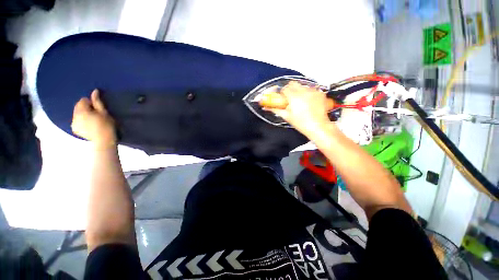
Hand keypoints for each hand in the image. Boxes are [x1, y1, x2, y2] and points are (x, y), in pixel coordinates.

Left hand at [72, 89, 116, 147]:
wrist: (104, 140)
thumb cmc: (107, 125)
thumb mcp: (104, 112)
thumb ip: (97, 101)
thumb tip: (94, 91)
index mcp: (81, 110)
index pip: (83, 100)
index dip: (91, 103)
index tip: (98, 108)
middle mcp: (75, 116)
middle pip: (78, 107)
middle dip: (85, 108)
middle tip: (96, 114)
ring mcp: (73, 123)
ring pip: (77, 114)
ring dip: (83, 114)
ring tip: (93, 120)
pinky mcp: (75, 129)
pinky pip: (76, 121)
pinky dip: (81, 121)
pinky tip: (89, 125)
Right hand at [265, 82, 333, 137]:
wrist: (318, 126)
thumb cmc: (301, 123)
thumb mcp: (287, 116)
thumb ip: (276, 109)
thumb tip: (266, 107)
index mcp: (294, 97)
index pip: (285, 88)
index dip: (282, 93)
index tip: (283, 98)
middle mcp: (304, 91)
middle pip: (293, 83)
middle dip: (290, 89)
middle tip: (290, 98)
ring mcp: (313, 91)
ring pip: (302, 85)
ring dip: (299, 91)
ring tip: (300, 101)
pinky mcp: (320, 93)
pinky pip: (312, 89)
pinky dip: (308, 93)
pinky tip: (309, 102)